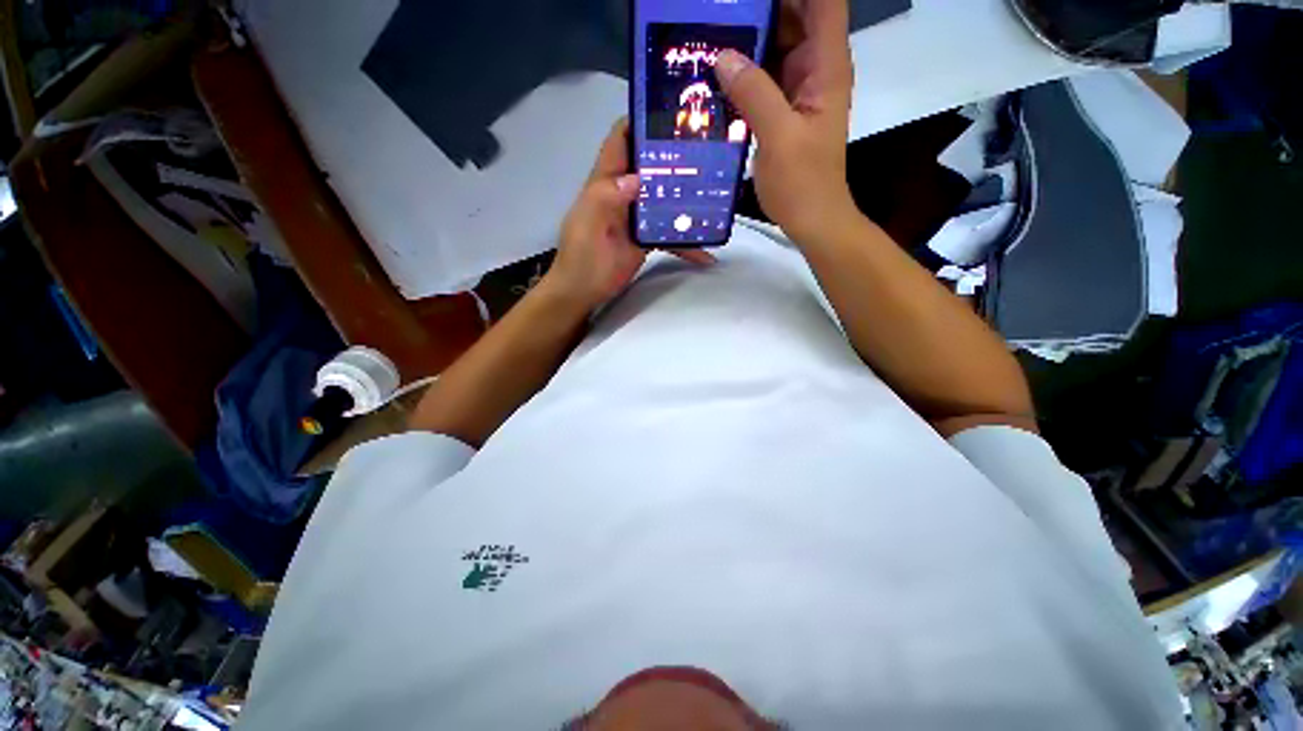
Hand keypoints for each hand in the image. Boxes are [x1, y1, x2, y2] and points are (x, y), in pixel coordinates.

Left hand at [545, 119, 712, 312]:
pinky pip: (670, 235)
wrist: (583, 292)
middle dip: (675, 154)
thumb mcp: (587, 226)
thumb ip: (606, 198)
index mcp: (605, 181)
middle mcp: (624, 192)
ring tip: (718, 192)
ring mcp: (637, 216)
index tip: (673, 111)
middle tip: (710, 148)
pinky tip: (706, 254)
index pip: (621, 139)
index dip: (641, 120)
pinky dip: (686, 243)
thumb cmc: (581, 258)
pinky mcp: (646, 238)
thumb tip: (637, 178)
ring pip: (665, 197)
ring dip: (687, 197)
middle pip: (651, 164)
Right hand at [714, 0, 857, 242]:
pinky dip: (745, 71)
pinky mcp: (783, 111)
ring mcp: (799, 90)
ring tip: (712, 33)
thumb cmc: (803, 183)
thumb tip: (723, 56)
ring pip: (778, 46)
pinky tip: (718, 72)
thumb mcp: (778, 138)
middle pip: (796, 16)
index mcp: (826, 67)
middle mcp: (816, 70)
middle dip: (762, 8)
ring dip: (750, 38)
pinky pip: (765, 78)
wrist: (812, 219)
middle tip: (720, 11)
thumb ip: (754, 94)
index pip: (823, 2)